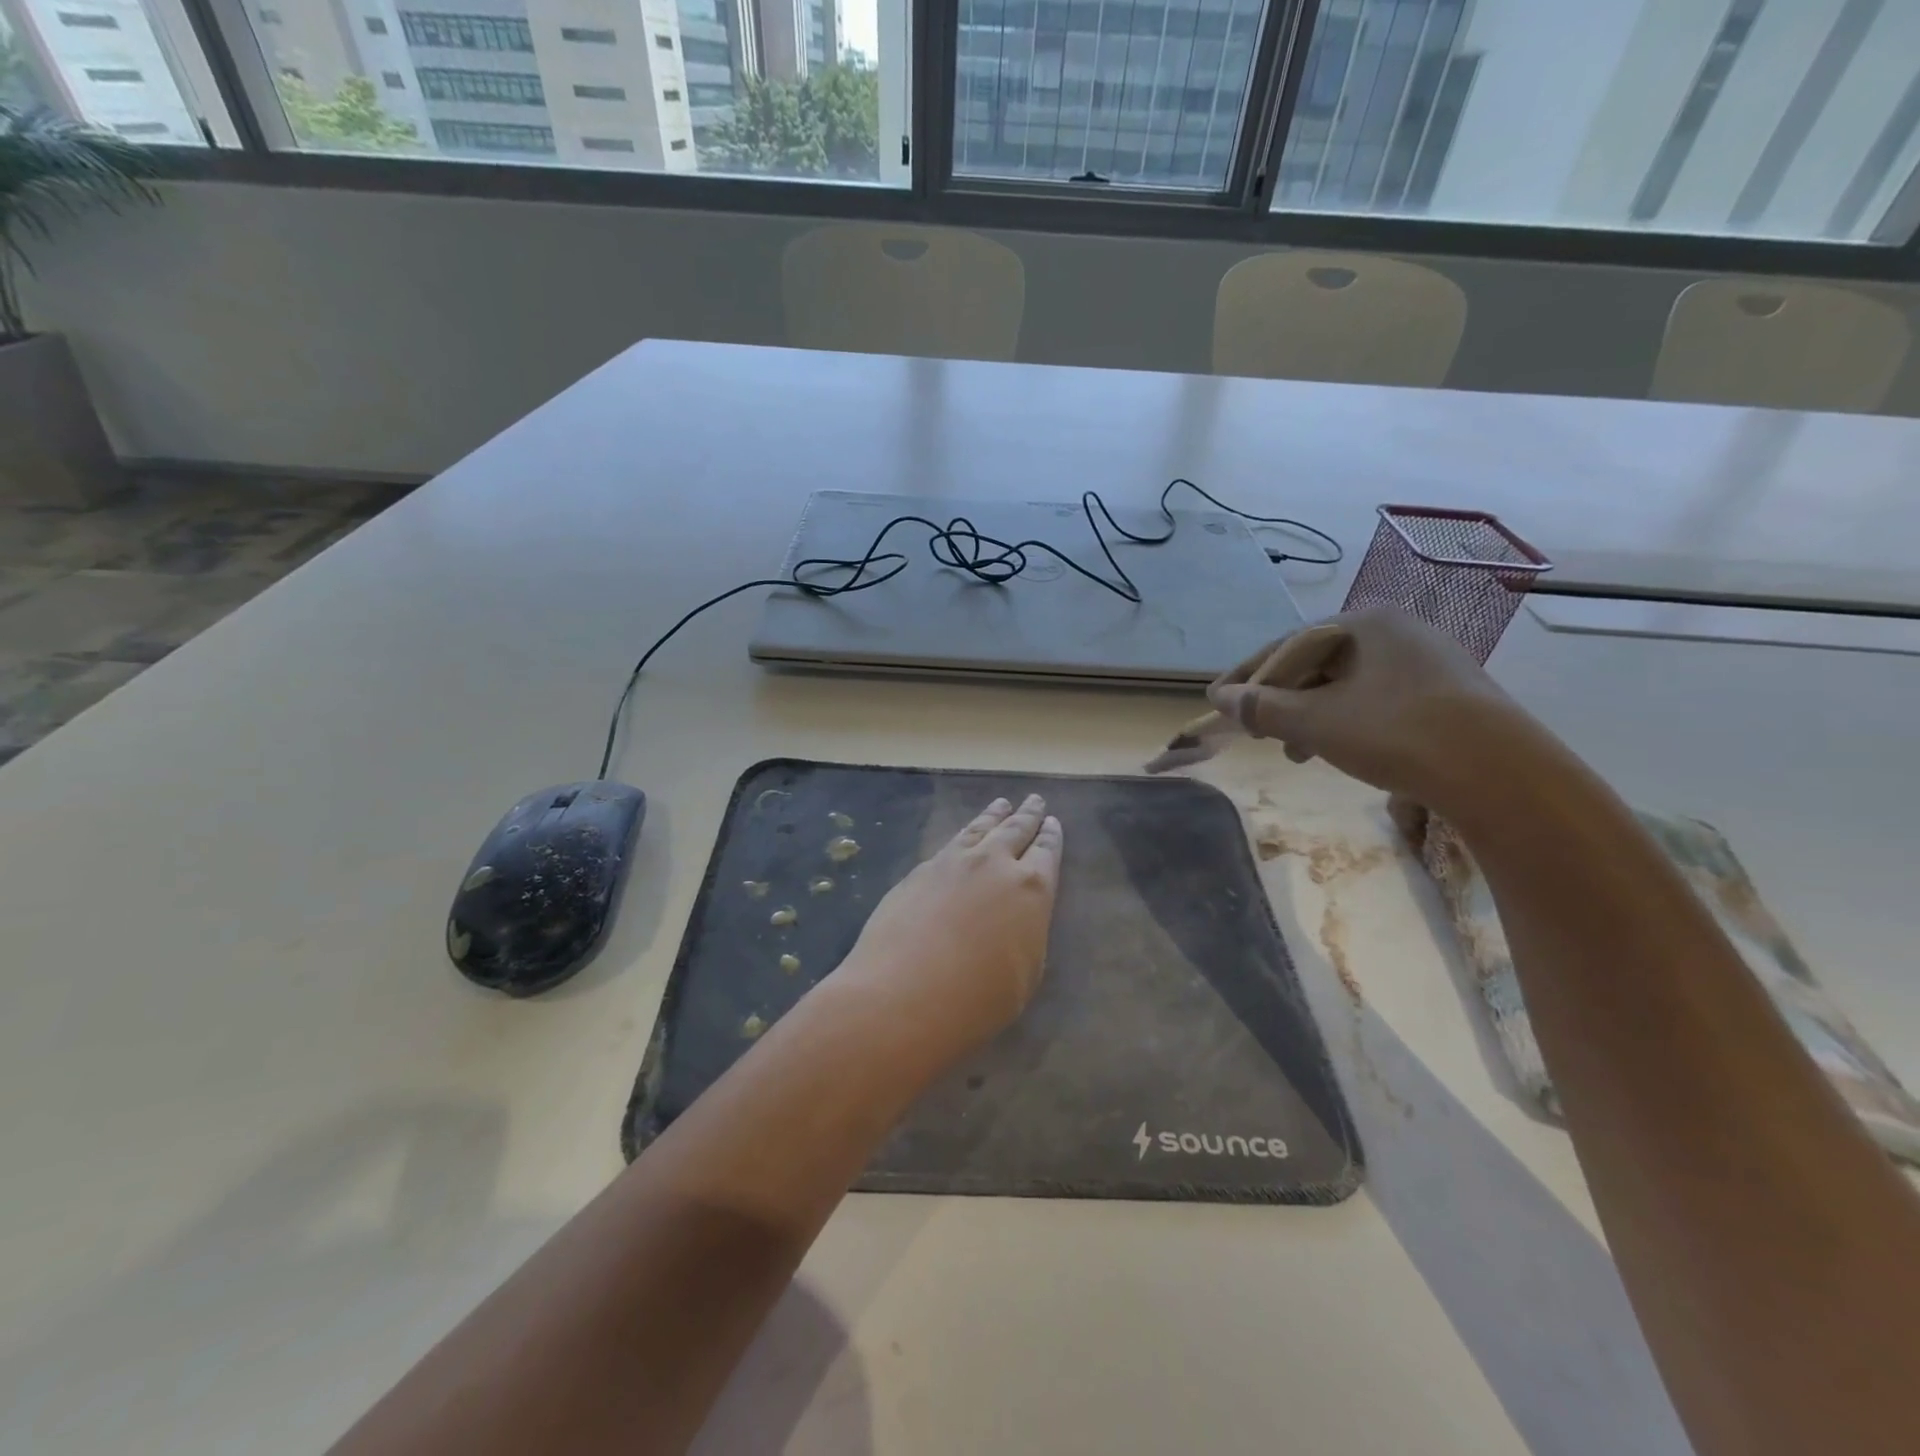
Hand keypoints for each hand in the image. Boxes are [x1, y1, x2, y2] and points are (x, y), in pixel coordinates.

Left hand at [832, 794, 1062, 1066]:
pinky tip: (963, 836)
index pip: (1046, 853)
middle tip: (1034, 800)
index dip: (1051, 836)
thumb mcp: (1025, 974)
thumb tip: (1017, 918)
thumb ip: (1026, 934)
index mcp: (1031, 890)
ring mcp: (953, 862)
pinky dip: (964, 833)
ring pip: (979, 828)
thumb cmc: (976, 999)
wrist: (902, 994)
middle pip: (1015, 830)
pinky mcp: (920, 870)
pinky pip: (950, 842)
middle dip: (1027, 815)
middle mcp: (994, 864)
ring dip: (994, 815)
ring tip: (1002, 803)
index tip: (1053, 822)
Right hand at [1207, 607, 1522, 809]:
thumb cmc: (1395, 733)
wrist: (1500, 773)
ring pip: (1346, 684)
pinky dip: (1345, 720)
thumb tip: (1222, 699)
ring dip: (1310, 715)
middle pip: (1316, 663)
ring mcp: (1426, 660)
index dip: (1247, 677)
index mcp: (1363, 622)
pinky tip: (1339, 749)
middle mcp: (1396, 630)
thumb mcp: (1316, 722)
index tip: (1217, 702)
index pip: (1286, 646)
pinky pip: (1375, 698)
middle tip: (1256, 733)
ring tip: (1294, 751)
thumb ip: (1263, 707)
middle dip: (1280, 700)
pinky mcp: (1445, 692)